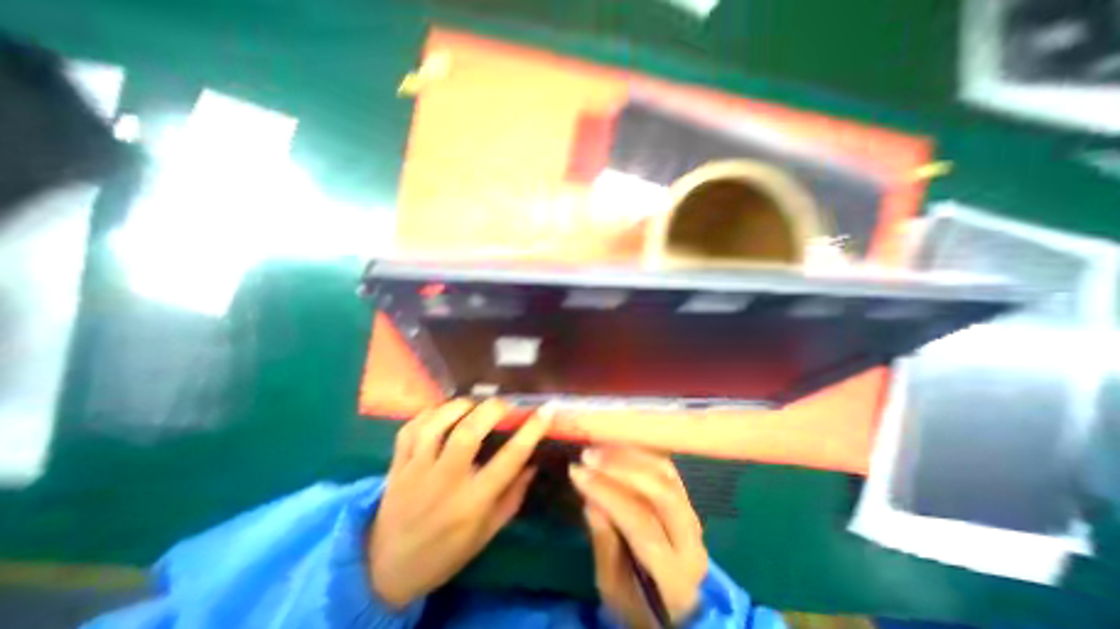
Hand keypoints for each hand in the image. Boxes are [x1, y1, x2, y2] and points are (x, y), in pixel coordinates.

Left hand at [371, 398, 551, 609]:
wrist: (387, 570)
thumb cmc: (447, 551)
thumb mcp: (487, 532)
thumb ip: (513, 496)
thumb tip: (533, 462)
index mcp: (473, 503)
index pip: (510, 459)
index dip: (532, 430)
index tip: (547, 410)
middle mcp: (445, 482)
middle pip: (469, 433)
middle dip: (492, 409)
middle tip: (505, 404)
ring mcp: (416, 471)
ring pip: (437, 426)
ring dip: (459, 407)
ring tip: (474, 404)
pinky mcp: (397, 466)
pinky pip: (410, 429)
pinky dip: (429, 414)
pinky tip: (443, 411)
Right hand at [573, 448, 702, 626]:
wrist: (676, 607)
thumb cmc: (638, 604)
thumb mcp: (613, 589)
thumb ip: (604, 544)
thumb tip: (591, 500)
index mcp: (675, 575)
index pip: (641, 523)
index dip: (607, 493)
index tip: (577, 471)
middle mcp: (692, 539)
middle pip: (661, 491)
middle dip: (622, 467)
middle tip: (588, 455)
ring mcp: (692, 514)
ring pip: (666, 472)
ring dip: (630, 454)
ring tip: (599, 446)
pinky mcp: (687, 498)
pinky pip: (666, 467)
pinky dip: (641, 452)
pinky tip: (619, 445)